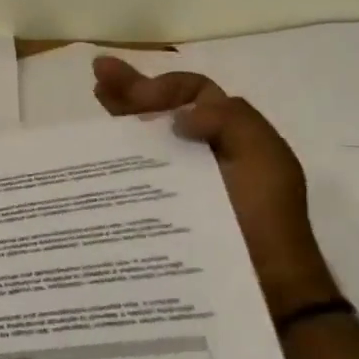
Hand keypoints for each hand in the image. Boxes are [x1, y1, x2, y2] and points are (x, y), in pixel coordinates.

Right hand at [92, 58, 339, 320]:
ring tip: (93, 94)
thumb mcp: (264, 157)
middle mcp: (204, 152)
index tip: (136, 95)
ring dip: (120, 115)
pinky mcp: (160, 211)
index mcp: (230, 134)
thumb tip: (178, 118)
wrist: (264, 285)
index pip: (192, 93)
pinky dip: (115, 158)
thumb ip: (230, 119)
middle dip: (130, 89)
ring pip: (146, 139)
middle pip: (163, 110)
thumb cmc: (265, 217)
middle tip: (99, 73)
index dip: (163, 85)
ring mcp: (181, 182)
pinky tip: (93, 151)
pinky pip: (135, 176)